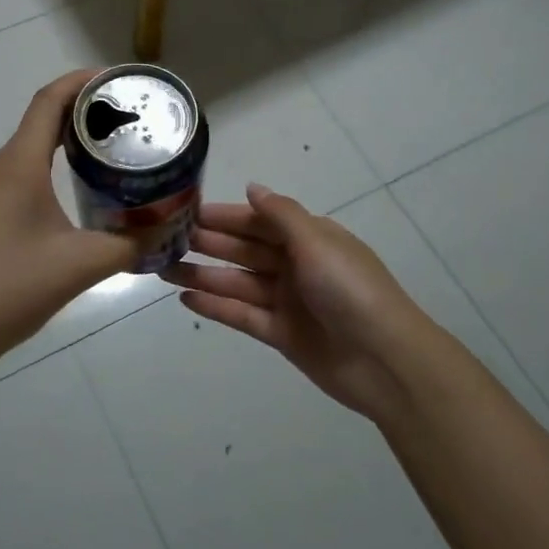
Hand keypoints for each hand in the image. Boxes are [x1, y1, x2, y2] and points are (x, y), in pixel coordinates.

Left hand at [0, 69, 135, 369]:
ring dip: (70, 141)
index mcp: (19, 165)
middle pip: (43, 120)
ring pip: (33, 150)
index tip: (120, 80)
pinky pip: (24, 175)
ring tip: (112, 150)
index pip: (50, 101)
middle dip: (85, 111)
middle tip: (129, 117)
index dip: (83, 81)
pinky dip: (55, 168)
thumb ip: (129, 245)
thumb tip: (165, 231)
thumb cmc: (10, 287)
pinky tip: (80, 193)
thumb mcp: (80, 265)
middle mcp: (1, 169)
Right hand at [162, 183, 432, 420]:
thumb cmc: (350, 289)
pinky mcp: (281, 334)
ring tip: (162, 269)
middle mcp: (296, 266)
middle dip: (208, 243)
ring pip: (237, 282)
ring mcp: (288, 301)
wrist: (385, 360)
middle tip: (164, 239)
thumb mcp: (317, 242)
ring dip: (203, 275)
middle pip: (244, 250)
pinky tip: (185, 298)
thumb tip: (252, 187)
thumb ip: (281, 214)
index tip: (187, 211)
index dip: (224, 216)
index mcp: (309, 238)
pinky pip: (242, 315)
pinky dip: (216, 306)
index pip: (258, 221)